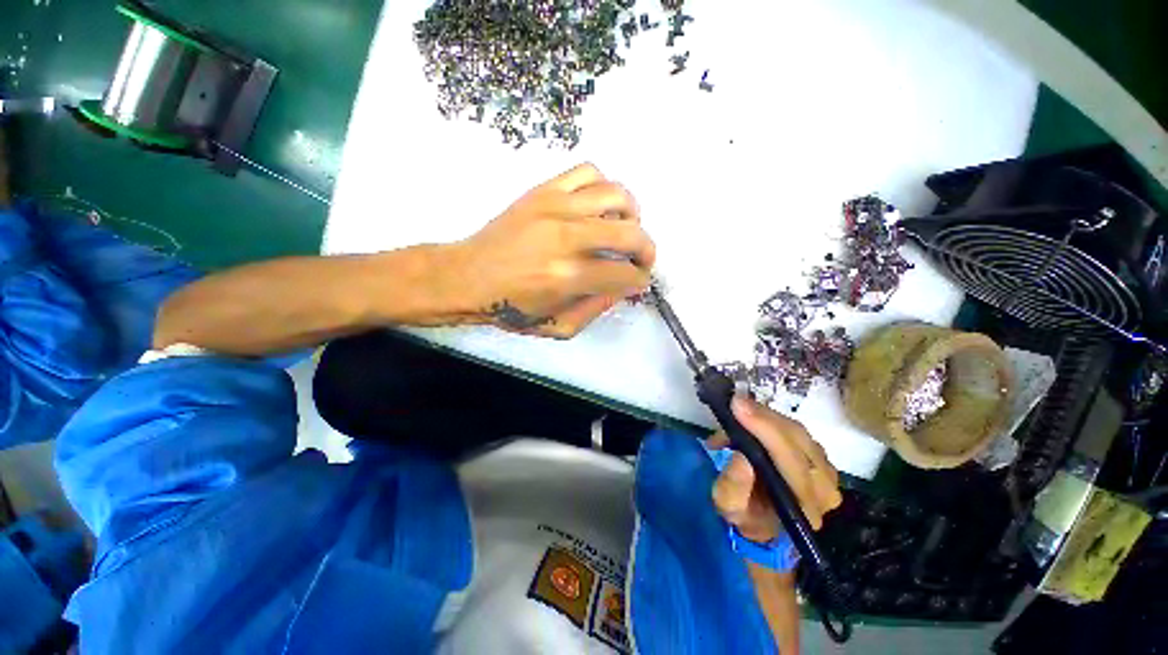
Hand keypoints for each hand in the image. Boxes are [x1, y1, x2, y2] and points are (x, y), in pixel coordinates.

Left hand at [451, 163, 655, 338]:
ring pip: (616, 195)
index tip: (638, 281)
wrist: (466, 277)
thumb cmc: (509, 308)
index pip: (625, 274)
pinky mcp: (542, 191)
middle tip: (641, 259)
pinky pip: (587, 172)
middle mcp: (567, 238)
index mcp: (569, 277)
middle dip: (647, 250)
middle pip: (630, 233)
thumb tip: (622, 286)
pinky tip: (598, 205)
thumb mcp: (557, 327)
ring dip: (631, 214)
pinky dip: (603, 186)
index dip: (640, 280)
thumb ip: (596, 309)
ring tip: (624, 227)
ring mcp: (555, 207)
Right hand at [711, 396, 842, 542]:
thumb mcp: (727, 506)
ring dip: (765, 417)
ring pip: (798, 431)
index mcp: (803, 507)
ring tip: (737, 415)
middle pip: (798, 440)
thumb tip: (741, 456)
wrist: (767, 525)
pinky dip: (772, 421)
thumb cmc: (745, 515)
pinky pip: (798, 431)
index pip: (791, 460)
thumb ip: (733, 485)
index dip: (764, 430)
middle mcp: (824, 490)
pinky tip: (752, 420)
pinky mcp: (823, 460)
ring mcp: (829, 474)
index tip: (737, 407)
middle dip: (763, 417)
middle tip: (734, 403)